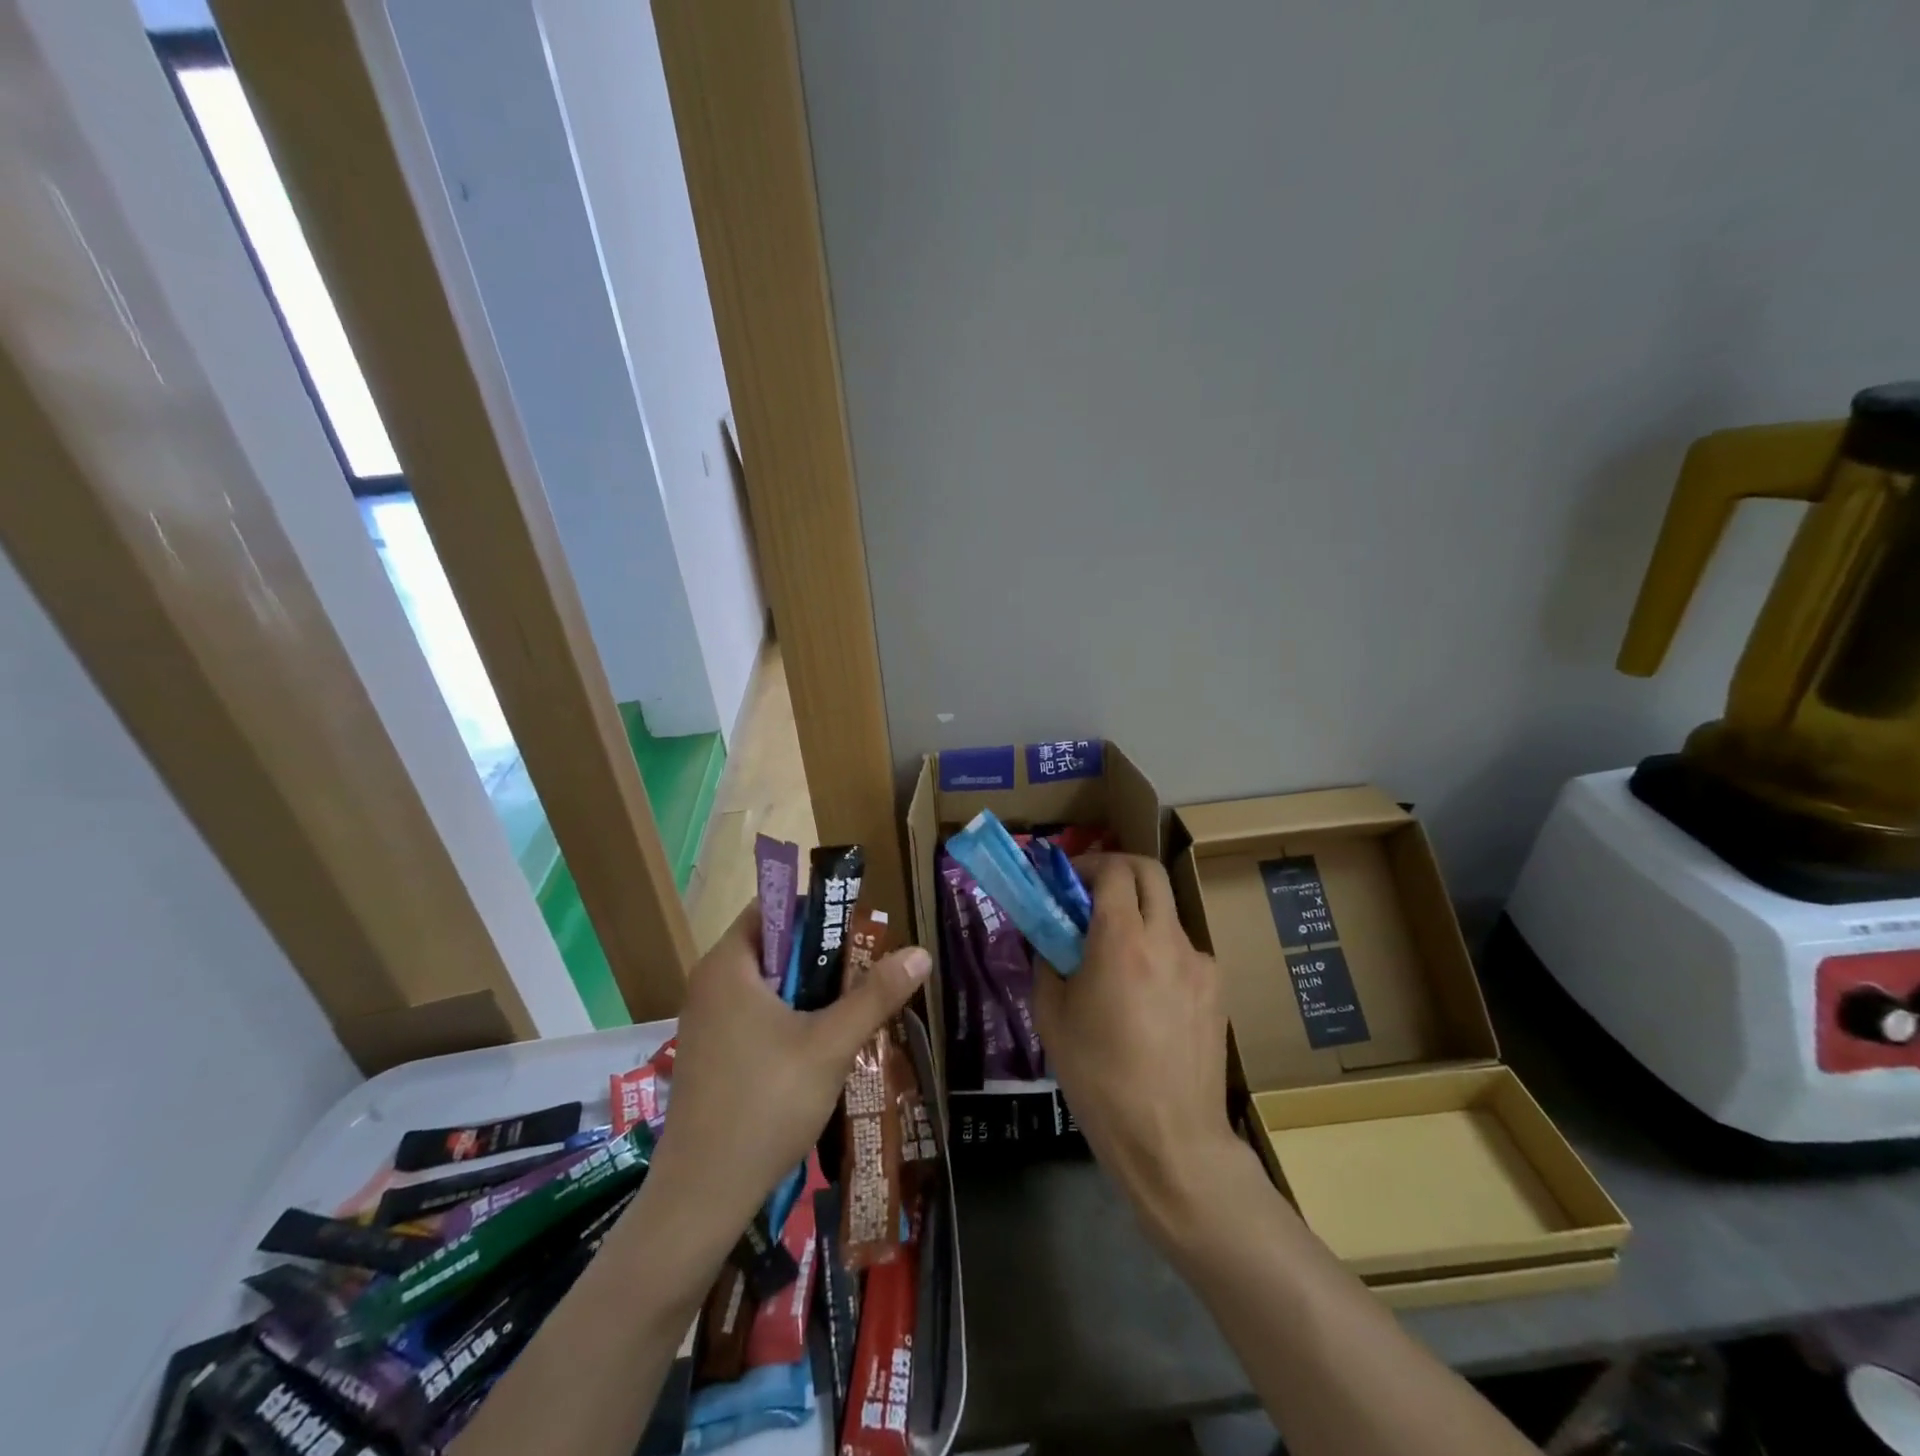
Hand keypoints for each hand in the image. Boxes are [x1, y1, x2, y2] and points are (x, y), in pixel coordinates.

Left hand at [646, 902, 929, 1237]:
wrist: (701, 1198)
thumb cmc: (765, 1105)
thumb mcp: (830, 1045)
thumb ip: (875, 995)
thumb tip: (920, 953)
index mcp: (727, 965)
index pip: (771, 907)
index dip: (816, 911)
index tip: (857, 932)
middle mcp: (709, 984)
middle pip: (773, 947)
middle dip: (822, 957)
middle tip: (866, 973)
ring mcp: (705, 1022)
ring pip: (767, 986)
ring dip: (809, 992)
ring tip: (853, 1010)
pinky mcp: (709, 1055)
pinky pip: (754, 1015)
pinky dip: (788, 1018)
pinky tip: (820, 1048)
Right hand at [1033, 855, 1249, 1244]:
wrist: (1170, 1139)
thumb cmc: (1098, 1078)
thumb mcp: (1052, 1017)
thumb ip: (1048, 962)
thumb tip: (1049, 937)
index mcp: (1121, 939)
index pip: (1113, 869)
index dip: (1088, 864)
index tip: (1067, 880)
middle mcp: (1166, 938)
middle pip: (1149, 872)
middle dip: (1119, 870)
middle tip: (1093, 893)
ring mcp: (1199, 963)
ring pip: (1167, 913)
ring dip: (1140, 915)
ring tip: (1118, 958)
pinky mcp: (1217, 989)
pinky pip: (1183, 952)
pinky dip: (1160, 952)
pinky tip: (1147, 997)